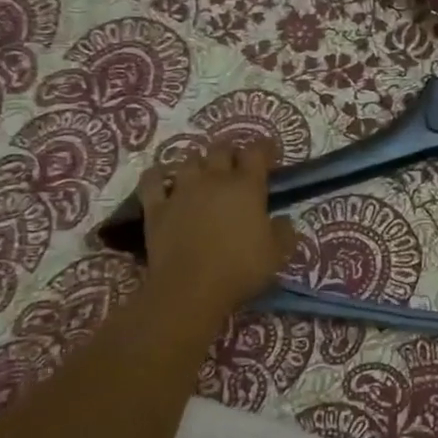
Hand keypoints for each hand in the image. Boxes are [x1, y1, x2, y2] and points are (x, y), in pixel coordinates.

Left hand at [137, 141, 298, 316]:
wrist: (190, 289)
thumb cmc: (240, 270)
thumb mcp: (278, 255)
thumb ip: (284, 233)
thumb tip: (282, 221)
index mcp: (246, 187)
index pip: (257, 152)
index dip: (265, 148)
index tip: (270, 153)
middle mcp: (213, 180)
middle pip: (221, 150)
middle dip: (231, 152)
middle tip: (236, 165)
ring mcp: (181, 191)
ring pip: (189, 161)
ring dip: (198, 162)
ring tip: (203, 172)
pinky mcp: (156, 208)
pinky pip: (152, 181)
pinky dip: (158, 175)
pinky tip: (162, 177)